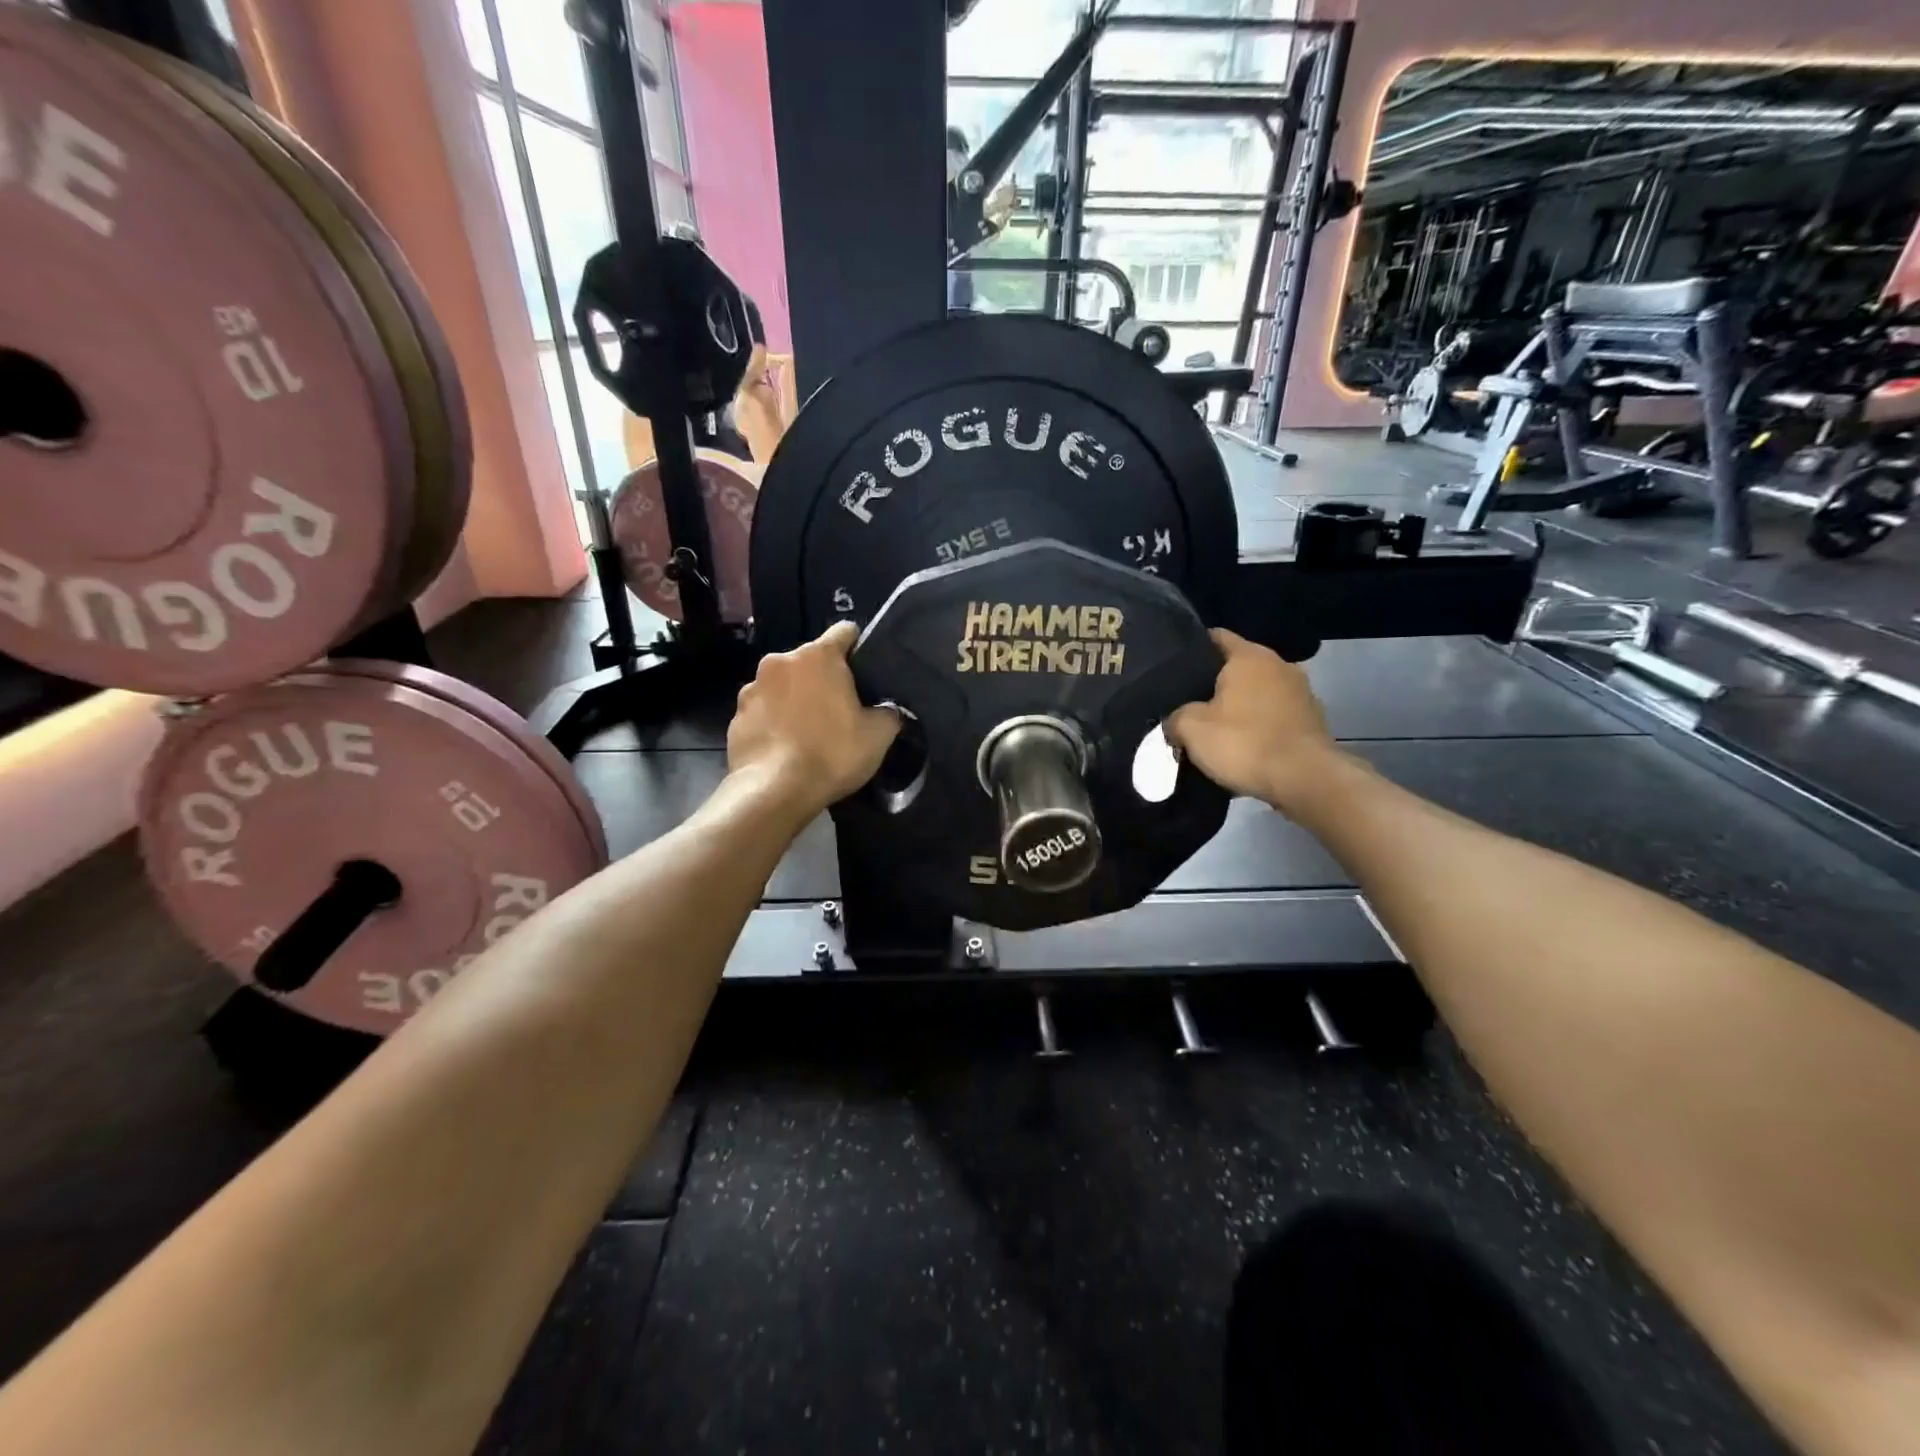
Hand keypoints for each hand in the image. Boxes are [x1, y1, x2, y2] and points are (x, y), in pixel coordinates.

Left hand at [728, 622, 899, 817]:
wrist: (773, 791)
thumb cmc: (831, 754)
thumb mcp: (879, 736)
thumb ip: (889, 713)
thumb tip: (888, 710)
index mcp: (818, 656)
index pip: (845, 632)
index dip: (860, 648)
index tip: (866, 672)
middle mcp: (780, 661)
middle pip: (811, 661)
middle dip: (825, 679)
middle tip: (841, 710)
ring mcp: (752, 688)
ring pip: (784, 685)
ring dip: (796, 699)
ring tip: (809, 733)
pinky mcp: (735, 717)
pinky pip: (763, 711)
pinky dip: (775, 722)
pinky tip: (786, 748)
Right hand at [1165, 629, 1343, 810]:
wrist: (1305, 780)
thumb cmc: (1244, 743)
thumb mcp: (1191, 729)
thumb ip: (1175, 717)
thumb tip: (1174, 722)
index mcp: (1249, 656)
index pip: (1215, 637)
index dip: (1191, 649)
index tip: (1173, 668)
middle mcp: (1280, 665)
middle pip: (1237, 667)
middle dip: (1214, 684)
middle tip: (1187, 705)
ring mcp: (1301, 692)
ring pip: (1258, 693)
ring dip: (1239, 708)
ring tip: (1215, 730)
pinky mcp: (1312, 721)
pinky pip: (1275, 717)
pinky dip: (1260, 727)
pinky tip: (1244, 748)